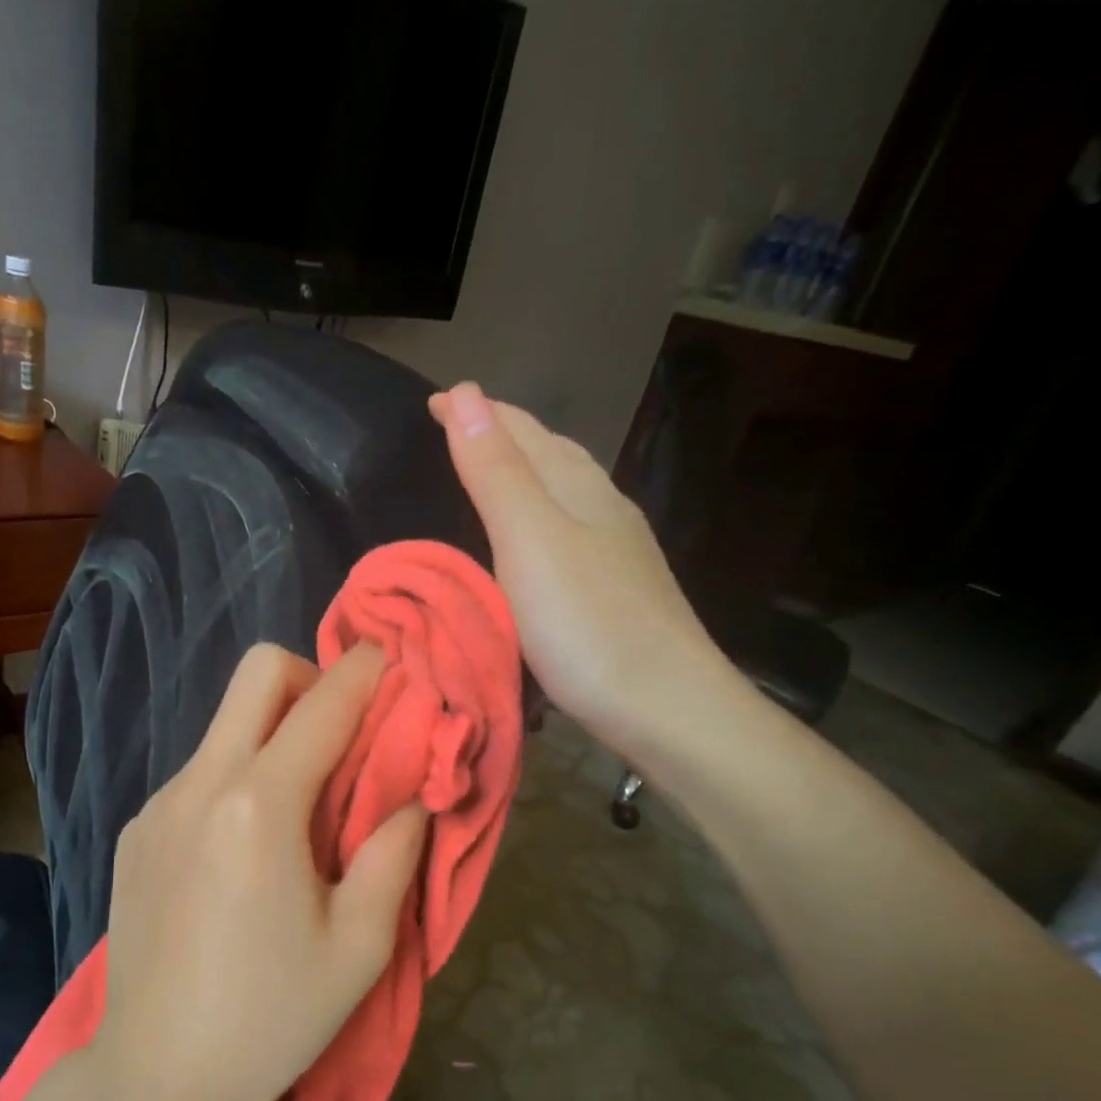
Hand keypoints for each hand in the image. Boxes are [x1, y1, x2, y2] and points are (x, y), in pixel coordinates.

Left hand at [96, 642, 429, 1100]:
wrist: (154, 1080)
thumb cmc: (271, 1018)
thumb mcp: (359, 946)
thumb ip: (392, 853)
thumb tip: (411, 797)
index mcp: (260, 805)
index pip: (323, 704)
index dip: (366, 672)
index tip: (392, 660)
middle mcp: (201, 783)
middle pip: (257, 674)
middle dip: (309, 680)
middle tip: (342, 735)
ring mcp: (158, 804)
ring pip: (225, 724)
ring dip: (272, 732)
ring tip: (299, 804)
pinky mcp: (135, 831)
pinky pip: (199, 773)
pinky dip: (236, 777)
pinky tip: (245, 848)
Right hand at [429, 382, 736, 759]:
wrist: (667, 707)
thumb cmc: (588, 625)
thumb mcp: (530, 541)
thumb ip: (497, 473)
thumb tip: (466, 393)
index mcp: (578, 487)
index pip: (521, 431)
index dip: (476, 412)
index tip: (433, 400)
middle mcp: (603, 506)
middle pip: (549, 454)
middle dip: (501, 434)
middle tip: (456, 429)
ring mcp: (618, 550)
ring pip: (564, 491)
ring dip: (523, 473)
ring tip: (489, 475)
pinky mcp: (619, 588)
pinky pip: (569, 530)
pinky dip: (539, 517)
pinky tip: (535, 542)